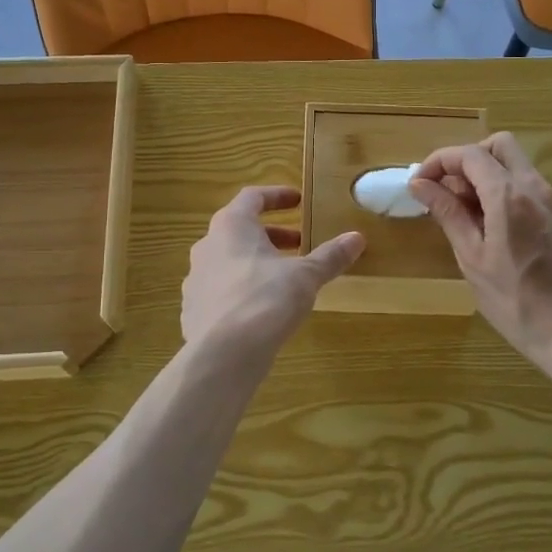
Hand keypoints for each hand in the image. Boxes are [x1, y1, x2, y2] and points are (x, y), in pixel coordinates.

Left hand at [181, 187, 365, 356]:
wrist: (221, 355)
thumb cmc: (265, 300)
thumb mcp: (305, 276)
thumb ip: (329, 256)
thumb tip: (357, 237)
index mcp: (231, 226)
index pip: (252, 197)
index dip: (277, 196)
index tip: (298, 200)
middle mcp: (207, 246)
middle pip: (240, 229)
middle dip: (272, 235)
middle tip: (299, 243)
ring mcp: (196, 279)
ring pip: (229, 260)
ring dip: (257, 262)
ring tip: (285, 277)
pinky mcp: (194, 310)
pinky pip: (221, 290)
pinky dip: (243, 289)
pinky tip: (263, 308)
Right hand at [410, 133, 551, 372]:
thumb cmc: (514, 301)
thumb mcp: (472, 258)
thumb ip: (448, 214)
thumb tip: (420, 184)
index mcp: (509, 196)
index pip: (470, 155)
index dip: (439, 161)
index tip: (419, 183)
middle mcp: (533, 187)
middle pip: (498, 145)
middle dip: (466, 158)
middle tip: (444, 190)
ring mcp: (550, 200)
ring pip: (513, 163)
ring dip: (483, 173)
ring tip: (460, 210)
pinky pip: (525, 184)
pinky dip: (500, 188)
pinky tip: (485, 223)